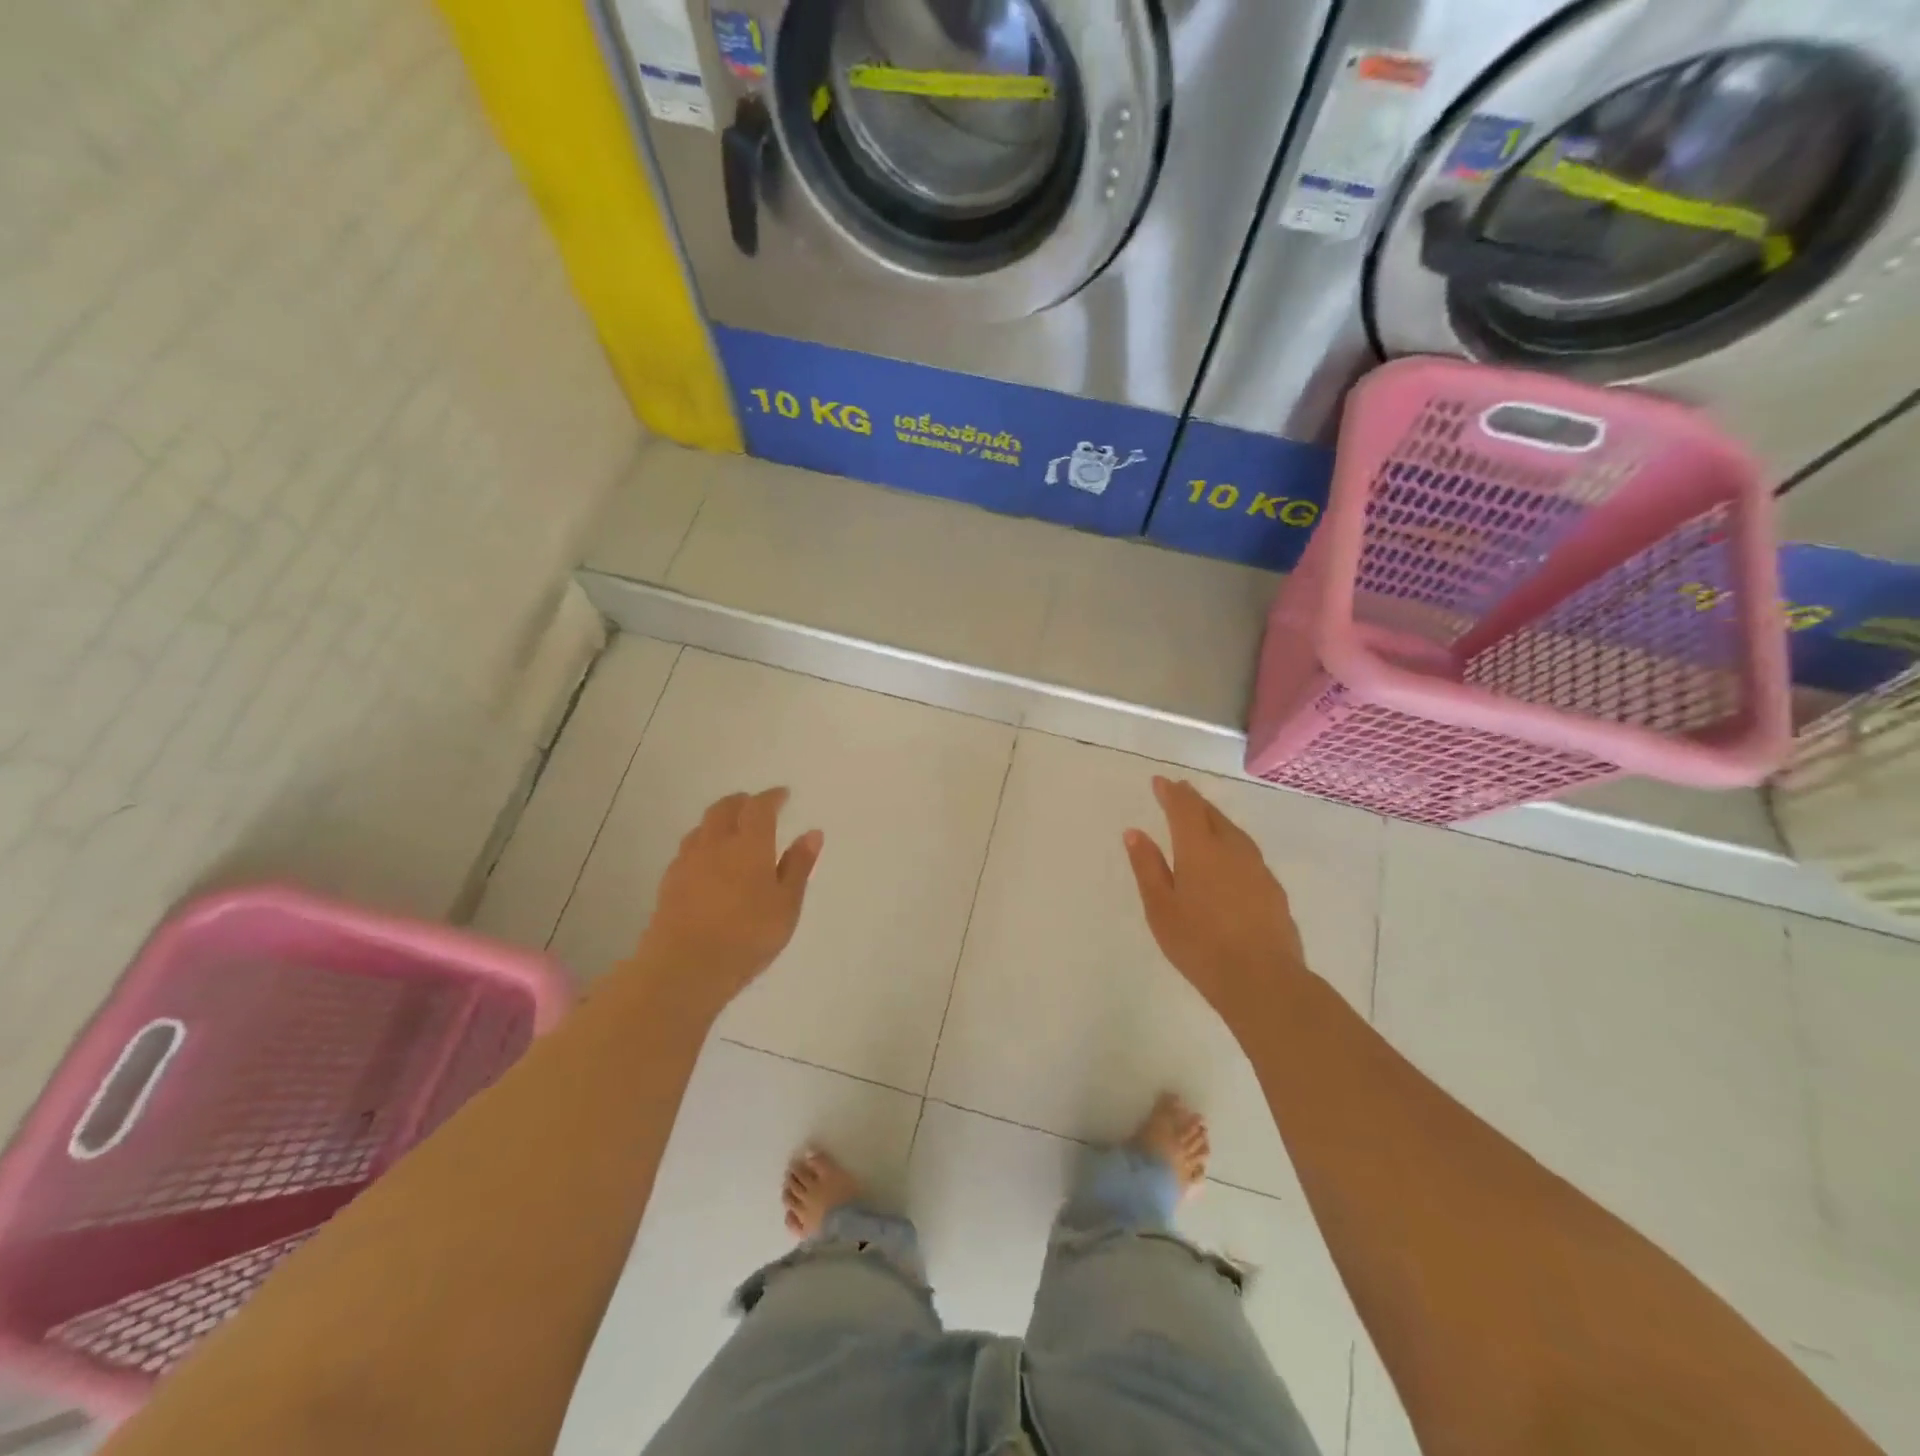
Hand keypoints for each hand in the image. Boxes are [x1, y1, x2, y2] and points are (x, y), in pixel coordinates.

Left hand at [630, 788, 823, 1014]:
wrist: (685, 966)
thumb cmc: (748, 935)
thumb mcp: (786, 904)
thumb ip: (799, 866)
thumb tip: (812, 833)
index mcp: (750, 844)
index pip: (760, 807)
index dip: (772, 797)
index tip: (782, 795)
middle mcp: (716, 843)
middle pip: (725, 808)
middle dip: (742, 802)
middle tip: (755, 806)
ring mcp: (688, 861)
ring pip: (703, 826)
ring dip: (719, 820)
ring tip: (731, 830)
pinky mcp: (669, 882)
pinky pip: (688, 849)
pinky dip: (702, 843)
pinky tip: (707, 860)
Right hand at [1123, 776, 1308, 1024]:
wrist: (1263, 980)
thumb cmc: (1199, 944)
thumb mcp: (1160, 907)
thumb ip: (1147, 867)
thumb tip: (1134, 833)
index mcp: (1199, 850)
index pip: (1184, 809)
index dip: (1171, 793)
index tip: (1160, 782)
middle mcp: (1231, 850)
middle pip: (1212, 815)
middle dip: (1193, 801)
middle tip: (1180, 791)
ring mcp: (1257, 868)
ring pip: (1234, 832)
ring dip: (1215, 819)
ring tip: (1204, 818)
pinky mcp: (1273, 889)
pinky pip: (1247, 852)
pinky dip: (1232, 843)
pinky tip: (1230, 858)